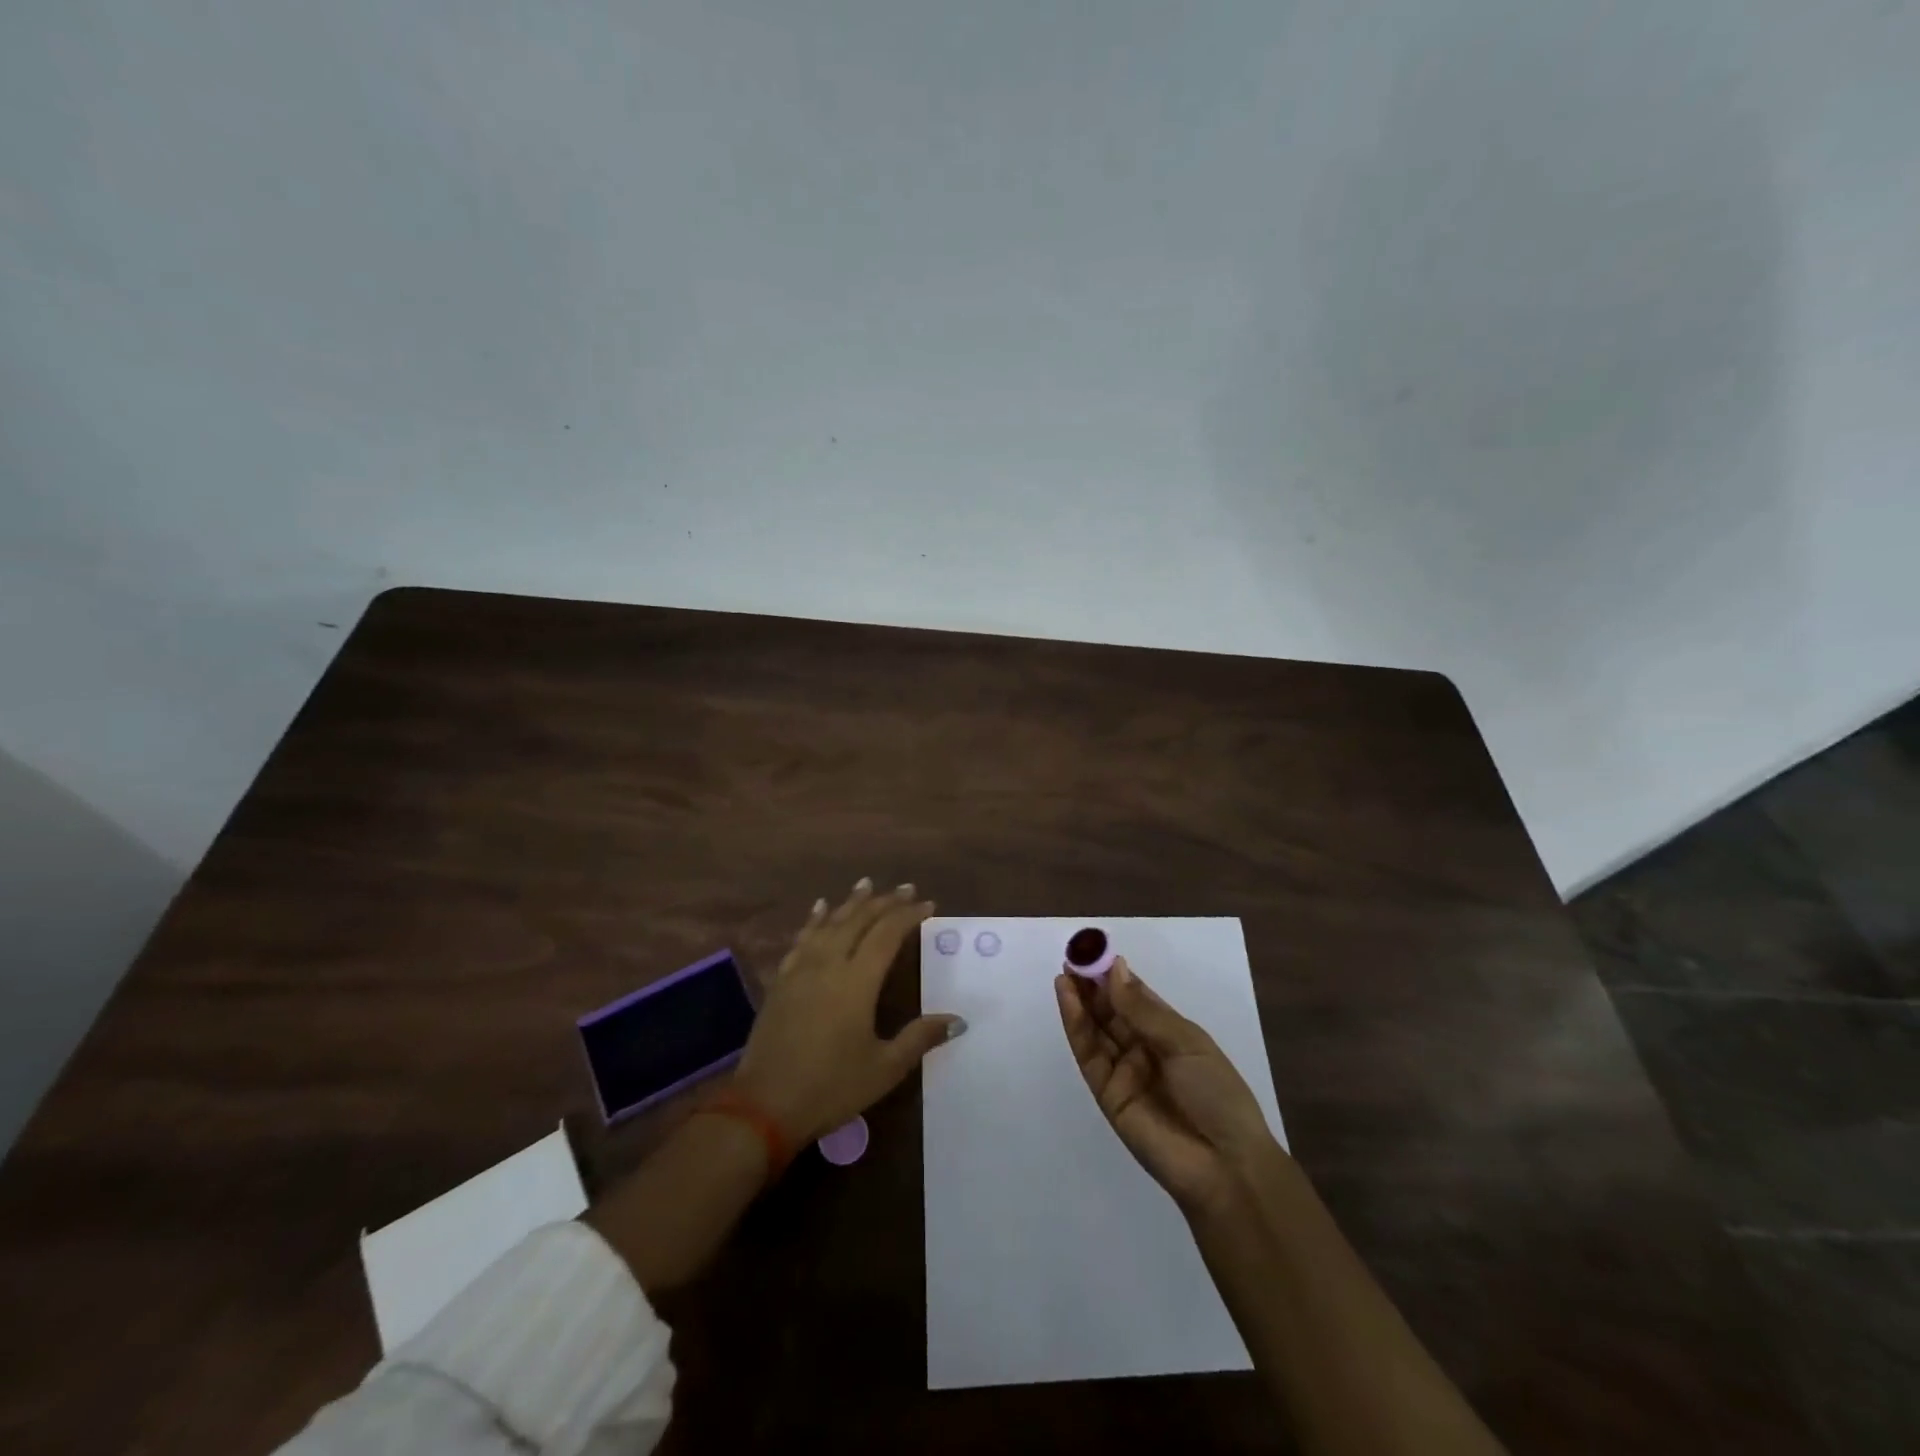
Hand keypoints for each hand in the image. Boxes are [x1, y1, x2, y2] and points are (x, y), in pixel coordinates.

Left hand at [733, 879, 964, 1145]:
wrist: (763, 1106)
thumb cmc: (830, 1088)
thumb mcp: (884, 1068)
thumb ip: (920, 1038)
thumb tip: (958, 1020)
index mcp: (857, 981)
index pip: (887, 934)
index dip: (908, 915)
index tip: (928, 904)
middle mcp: (829, 964)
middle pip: (858, 921)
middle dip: (884, 902)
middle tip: (904, 888)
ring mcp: (801, 970)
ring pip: (829, 923)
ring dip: (850, 903)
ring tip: (865, 884)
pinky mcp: (781, 982)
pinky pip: (802, 939)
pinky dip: (814, 920)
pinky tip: (819, 910)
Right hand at [1055, 957, 1280, 1216]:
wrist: (1224, 1166)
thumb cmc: (1216, 1094)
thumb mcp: (1186, 1042)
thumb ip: (1143, 1009)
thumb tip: (1114, 969)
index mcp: (1171, 1034)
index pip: (1136, 997)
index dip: (1115, 975)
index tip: (1094, 950)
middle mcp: (1144, 1049)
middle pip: (1111, 1011)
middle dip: (1091, 984)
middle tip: (1071, 957)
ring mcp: (1124, 1071)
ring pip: (1096, 1029)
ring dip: (1079, 1001)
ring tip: (1064, 972)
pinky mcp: (1107, 1093)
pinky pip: (1089, 1054)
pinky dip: (1076, 1026)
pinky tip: (1067, 999)